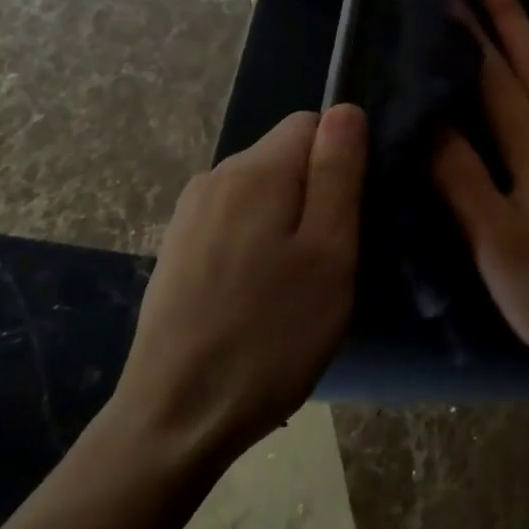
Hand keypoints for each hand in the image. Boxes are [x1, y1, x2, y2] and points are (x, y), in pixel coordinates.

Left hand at [111, 106, 366, 459]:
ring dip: (290, 221)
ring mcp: (190, 214)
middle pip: (287, 156)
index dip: (344, 160)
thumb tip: (346, 109)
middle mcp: (215, 177)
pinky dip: (260, 242)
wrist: (175, 419)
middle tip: (332, 257)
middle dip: (318, 192)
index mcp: (254, 171)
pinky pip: (237, 220)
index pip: (314, 123)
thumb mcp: (329, 251)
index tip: (353, 215)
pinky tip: (261, 294)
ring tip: (299, 282)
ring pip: (264, 191)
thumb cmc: (270, 334)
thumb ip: (338, 172)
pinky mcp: (178, 249)